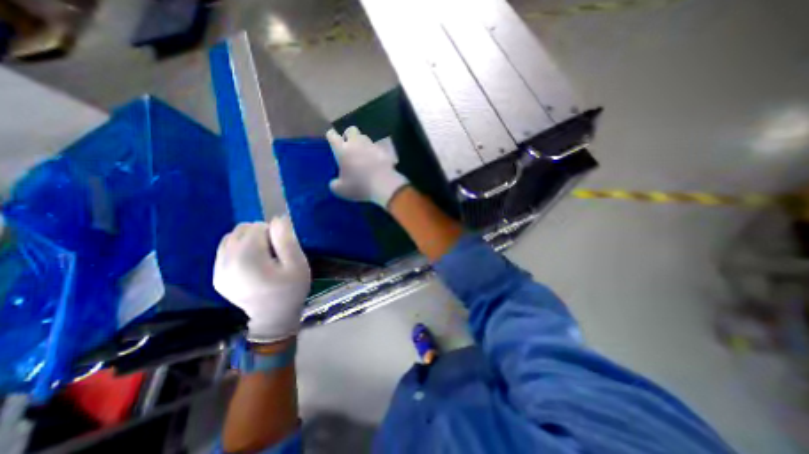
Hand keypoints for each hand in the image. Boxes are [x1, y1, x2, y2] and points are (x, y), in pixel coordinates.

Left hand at [213, 219, 309, 342]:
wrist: (273, 318)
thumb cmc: (291, 290)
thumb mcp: (297, 264)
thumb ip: (287, 240)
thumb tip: (278, 219)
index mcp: (247, 258)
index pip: (257, 227)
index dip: (273, 233)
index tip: (282, 249)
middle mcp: (226, 261)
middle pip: (241, 230)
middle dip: (259, 234)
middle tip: (274, 252)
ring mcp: (218, 270)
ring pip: (230, 238)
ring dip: (248, 240)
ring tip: (263, 257)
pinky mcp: (216, 276)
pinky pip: (225, 250)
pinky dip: (239, 249)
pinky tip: (252, 263)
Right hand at [324, 124, 408, 207]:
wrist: (384, 185)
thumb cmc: (359, 186)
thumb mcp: (341, 190)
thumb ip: (335, 184)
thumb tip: (335, 182)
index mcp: (342, 150)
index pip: (332, 135)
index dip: (332, 137)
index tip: (332, 142)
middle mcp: (357, 143)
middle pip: (351, 130)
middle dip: (349, 136)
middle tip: (349, 147)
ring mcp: (372, 146)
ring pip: (365, 137)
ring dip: (363, 144)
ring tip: (364, 155)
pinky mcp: (385, 151)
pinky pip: (378, 148)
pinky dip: (375, 153)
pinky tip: (376, 162)